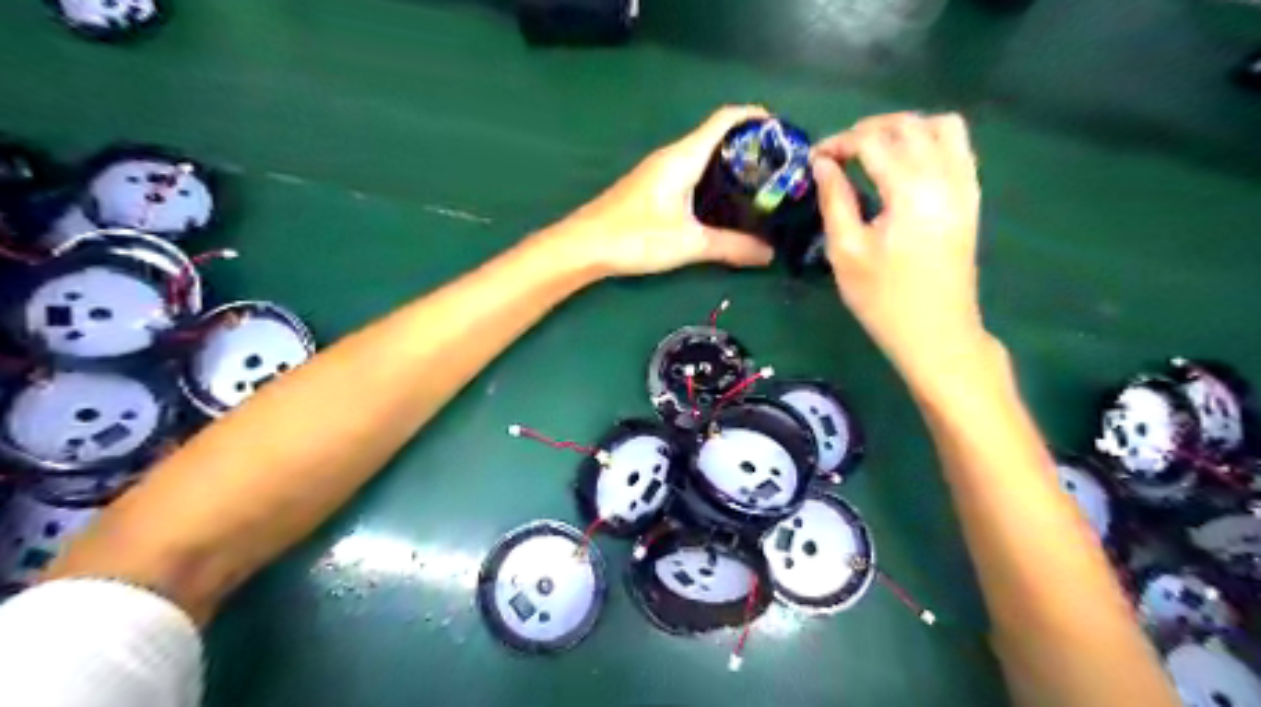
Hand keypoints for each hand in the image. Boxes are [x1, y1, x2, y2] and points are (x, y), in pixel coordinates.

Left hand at [546, 104, 774, 275]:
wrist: (583, 246)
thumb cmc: (634, 237)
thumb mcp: (689, 243)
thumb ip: (731, 247)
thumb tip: (769, 254)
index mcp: (683, 157)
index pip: (725, 119)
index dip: (756, 118)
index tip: (784, 133)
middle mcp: (672, 156)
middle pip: (717, 137)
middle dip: (750, 147)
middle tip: (779, 170)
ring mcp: (659, 172)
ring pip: (703, 157)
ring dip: (731, 164)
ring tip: (760, 187)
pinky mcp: (652, 188)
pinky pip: (691, 173)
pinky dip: (713, 180)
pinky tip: (723, 205)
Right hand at [813, 114, 988, 380]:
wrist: (937, 334)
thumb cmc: (884, 300)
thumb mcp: (846, 252)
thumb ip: (834, 201)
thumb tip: (823, 164)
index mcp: (911, 192)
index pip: (874, 142)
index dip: (840, 142)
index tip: (815, 158)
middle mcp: (945, 178)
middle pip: (909, 125)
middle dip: (869, 129)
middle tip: (838, 151)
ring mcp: (965, 186)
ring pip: (942, 127)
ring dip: (905, 128)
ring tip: (874, 149)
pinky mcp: (971, 199)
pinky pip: (958, 148)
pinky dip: (930, 141)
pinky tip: (906, 163)